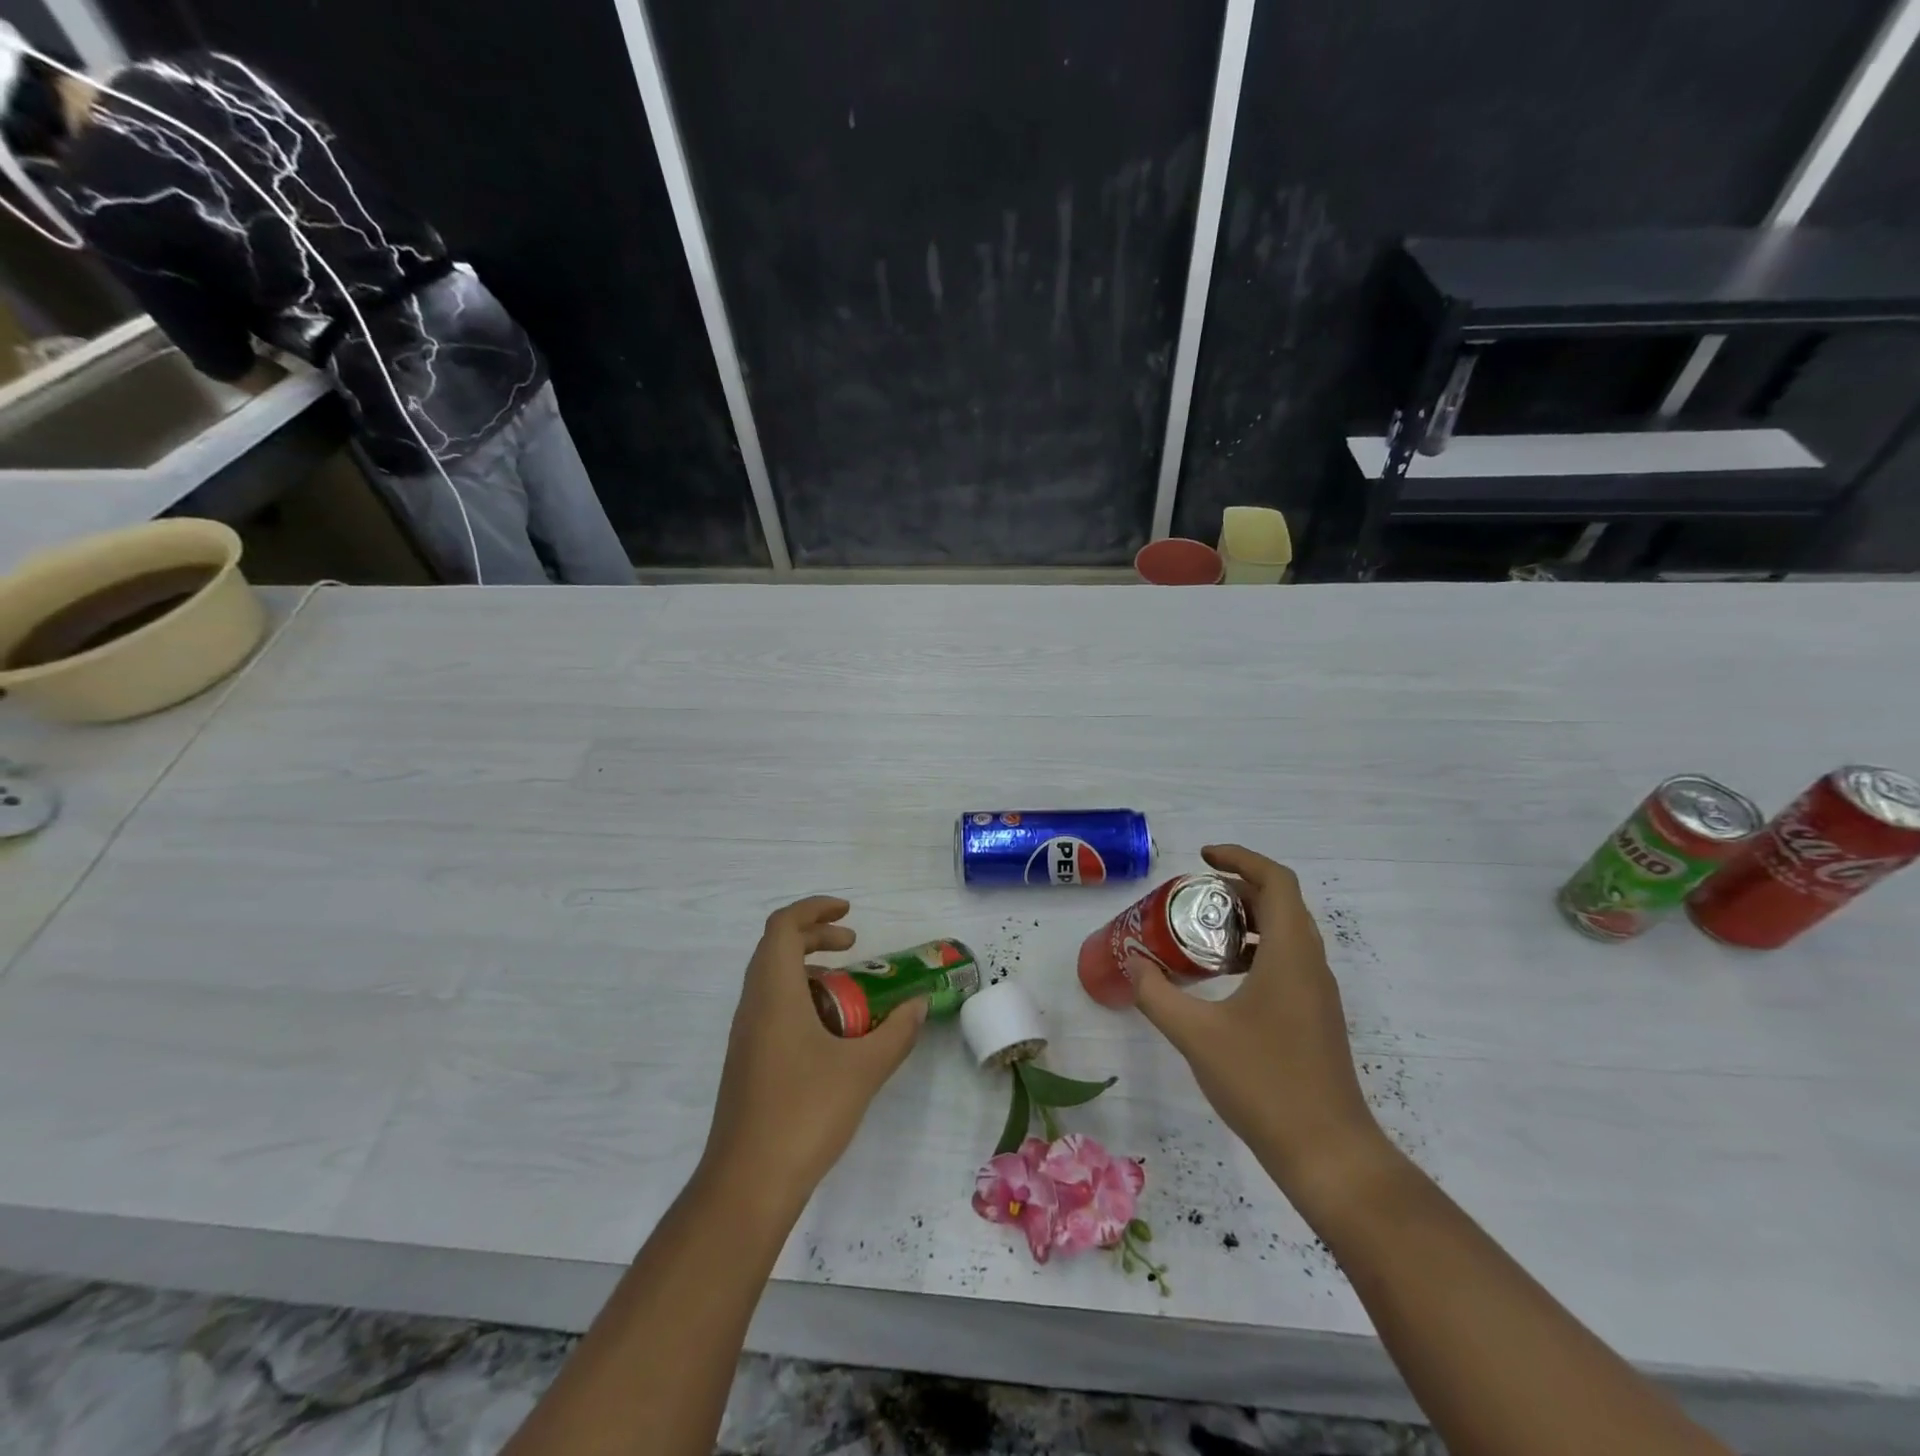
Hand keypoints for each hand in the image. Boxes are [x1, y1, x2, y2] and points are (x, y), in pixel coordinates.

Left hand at [700, 896, 926, 1208]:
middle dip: (815, 936)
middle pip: (775, 948)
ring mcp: (745, 1035)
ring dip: (808, 970)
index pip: (783, 927)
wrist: (747, 1184)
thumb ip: (896, 1033)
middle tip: (853, 945)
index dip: (815, 909)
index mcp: (774, 994)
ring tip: (849, 991)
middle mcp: (752, 1005)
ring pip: (771, 979)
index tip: (850, 913)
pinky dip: (800, 999)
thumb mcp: (863, 1070)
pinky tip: (831, 1033)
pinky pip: (771, 1008)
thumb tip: (919, 1004)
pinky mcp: (747, 1061)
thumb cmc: (805, 1114)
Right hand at [1129, 845, 1386, 1197]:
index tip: (1201, 858)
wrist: (1328, 1153)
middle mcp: (1310, 964)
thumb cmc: (1264, 1083)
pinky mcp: (1314, 1018)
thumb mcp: (1196, 1034)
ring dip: (1244, 923)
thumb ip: (1156, 994)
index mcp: (1290, 954)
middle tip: (1191, 897)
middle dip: (1236, 889)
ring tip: (1198, 934)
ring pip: (1284, 934)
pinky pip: (1286, 963)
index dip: (1240, 858)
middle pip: (1280, 903)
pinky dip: (1253, 953)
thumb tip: (1131, 963)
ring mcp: (1317, 994)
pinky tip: (1220, 981)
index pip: (1276, 881)